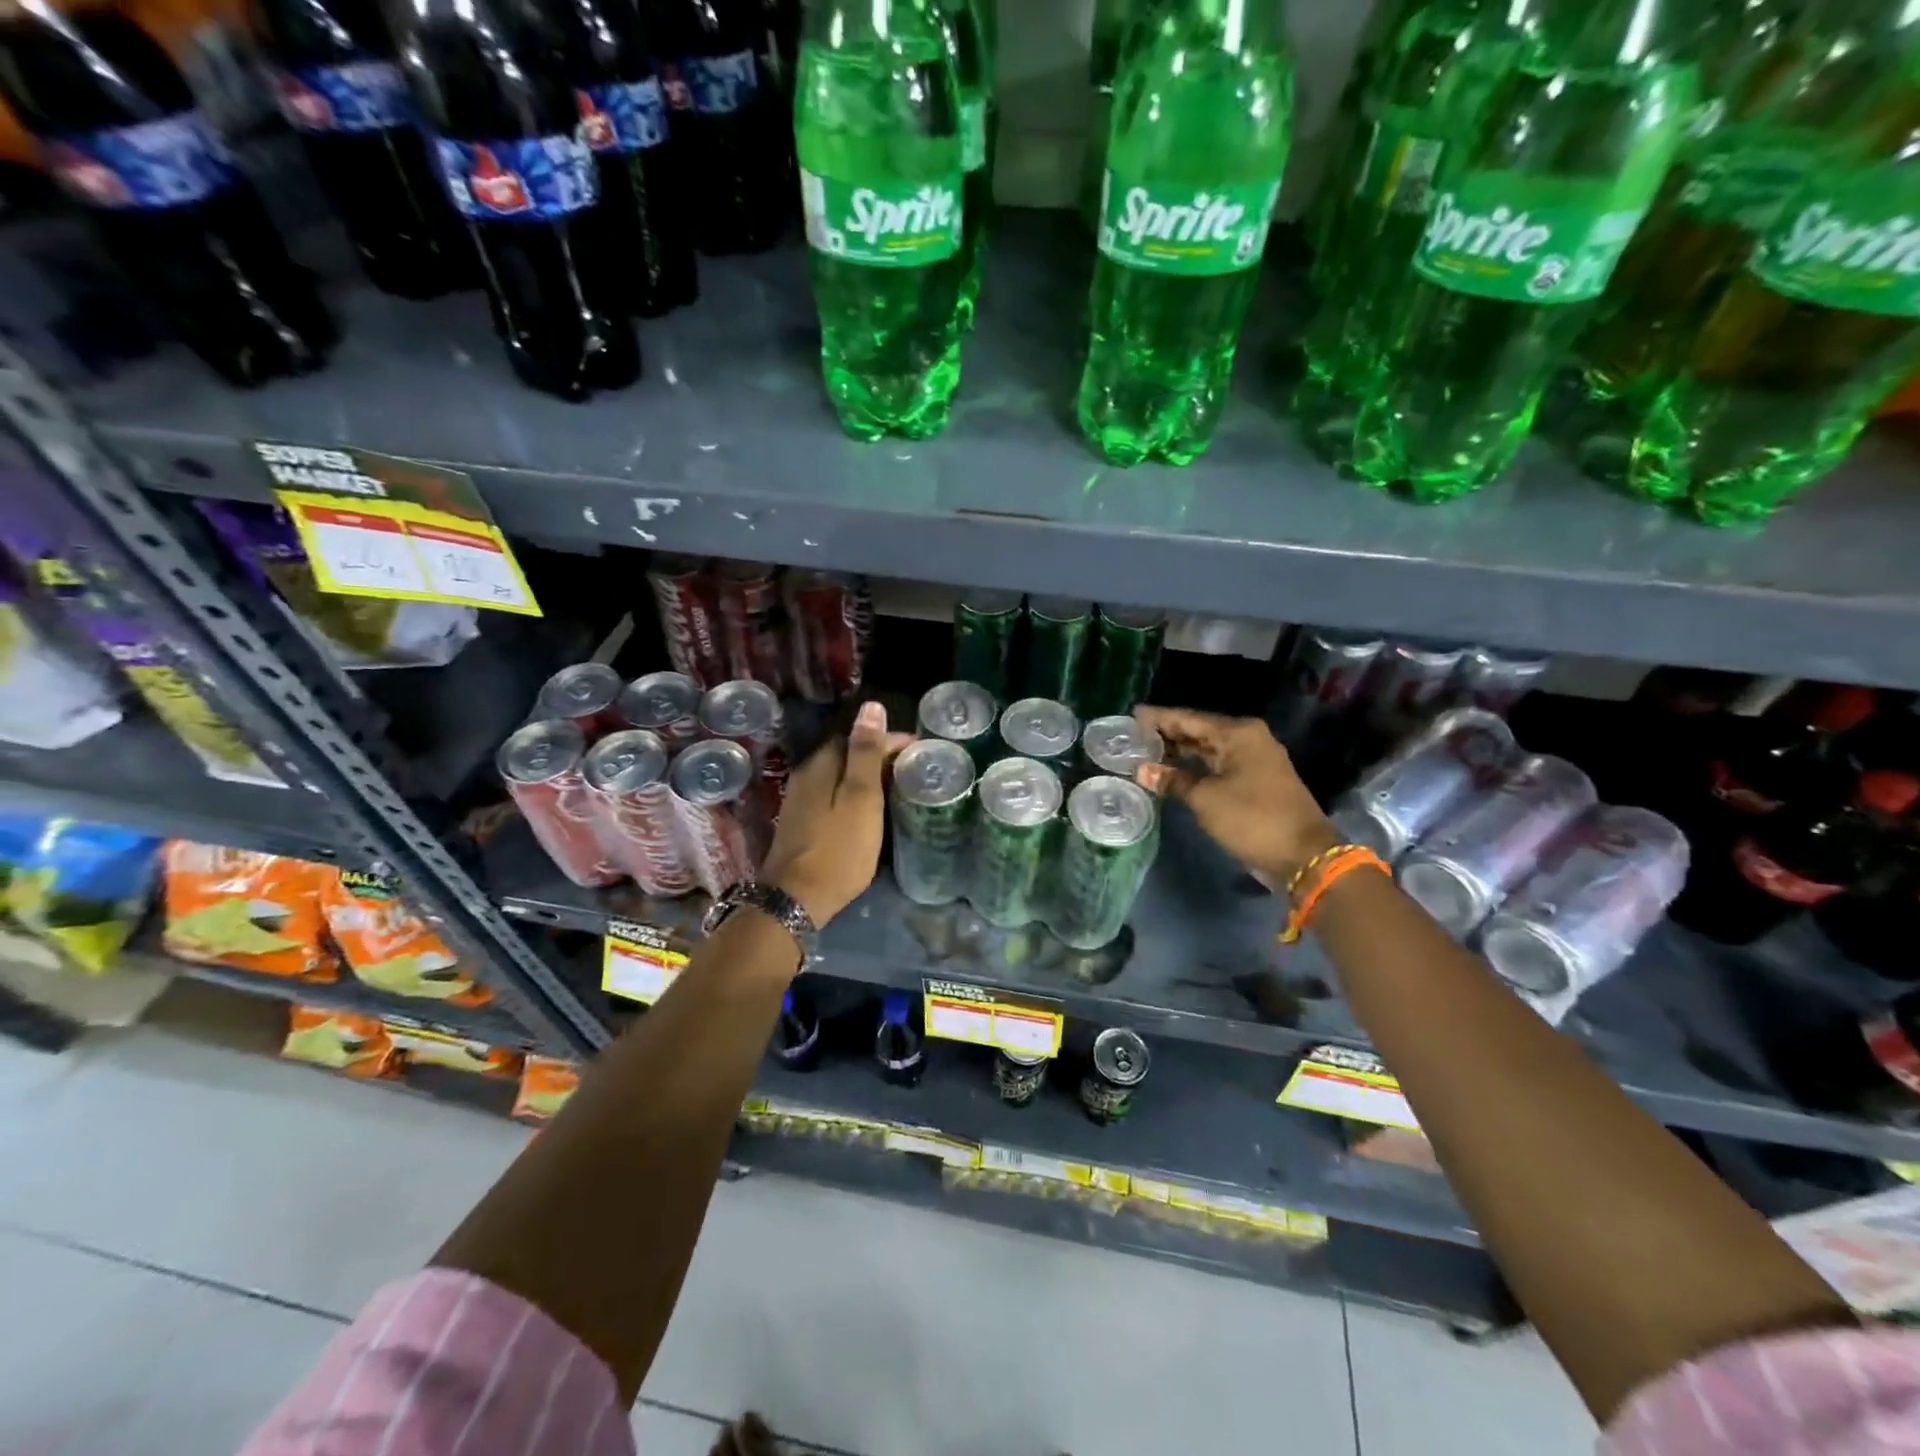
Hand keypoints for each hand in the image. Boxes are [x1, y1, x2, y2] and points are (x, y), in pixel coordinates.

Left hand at [760, 700, 912, 926]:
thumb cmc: (838, 849)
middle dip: (878, 755)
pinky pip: (832, 793)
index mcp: (821, 764)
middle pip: (846, 753)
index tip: (919, 751)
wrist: (796, 899)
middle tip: (912, 769)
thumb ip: (865, 753)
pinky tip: (868, 807)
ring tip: (896, 786)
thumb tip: (872, 707)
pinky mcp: (800, 821)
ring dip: (866, 775)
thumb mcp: (860, 798)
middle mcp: (806, 774)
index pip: (858, 736)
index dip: (890, 740)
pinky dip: (853, 793)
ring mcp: (800, 799)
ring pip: (838, 774)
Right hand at [1133, 707, 1339, 888]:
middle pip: (1199, 730)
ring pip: (1208, 748)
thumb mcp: (1205, 799)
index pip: (1189, 719)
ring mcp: (1253, 759)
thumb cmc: (1252, 819)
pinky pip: (1217, 764)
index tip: (1132, 714)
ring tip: (1146, 750)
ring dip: (1180, 751)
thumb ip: (1173, 781)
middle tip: (1133, 734)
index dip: (1159, 717)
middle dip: (1168, 733)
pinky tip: (1171, 770)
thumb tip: (1142, 770)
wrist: (1302, 855)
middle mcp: (1248, 739)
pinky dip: (1195, 766)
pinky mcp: (1254, 780)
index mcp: (1238, 733)